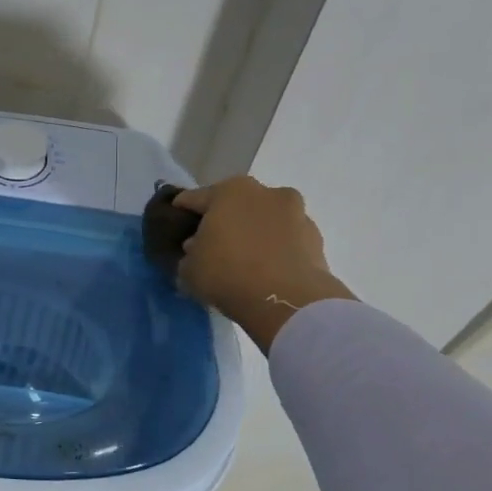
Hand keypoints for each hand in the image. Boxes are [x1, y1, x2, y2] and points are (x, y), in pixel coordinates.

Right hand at [173, 177, 353, 351]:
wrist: (286, 299)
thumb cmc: (227, 273)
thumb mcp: (189, 268)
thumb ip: (189, 254)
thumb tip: (197, 250)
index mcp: (229, 190)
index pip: (195, 198)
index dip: (182, 212)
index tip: (175, 225)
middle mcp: (265, 192)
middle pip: (235, 205)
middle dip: (223, 221)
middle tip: (211, 245)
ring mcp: (296, 213)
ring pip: (264, 220)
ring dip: (253, 234)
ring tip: (243, 261)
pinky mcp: (316, 238)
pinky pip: (285, 241)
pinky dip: (275, 250)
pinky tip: (266, 271)